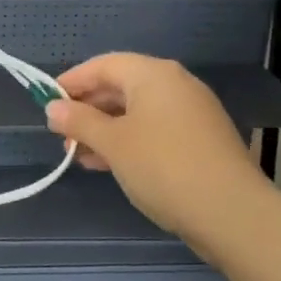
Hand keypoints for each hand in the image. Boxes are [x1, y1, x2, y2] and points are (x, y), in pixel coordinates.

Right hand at [44, 53, 267, 232]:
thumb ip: (79, 121)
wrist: (233, 215)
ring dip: (105, 129)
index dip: (72, 80)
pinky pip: (154, 129)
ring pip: (136, 111)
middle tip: (61, 133)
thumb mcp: (112, 143)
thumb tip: (53, 107)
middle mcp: (175, 84)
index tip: (47, 101)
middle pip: (120, 86)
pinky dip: (128, 140)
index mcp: (154, 74)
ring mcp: (192, 113)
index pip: (103, 65)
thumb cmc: (163, 167)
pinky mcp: (201, 140)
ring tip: (78, 154)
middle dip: (87, 109)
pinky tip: (109, 164)